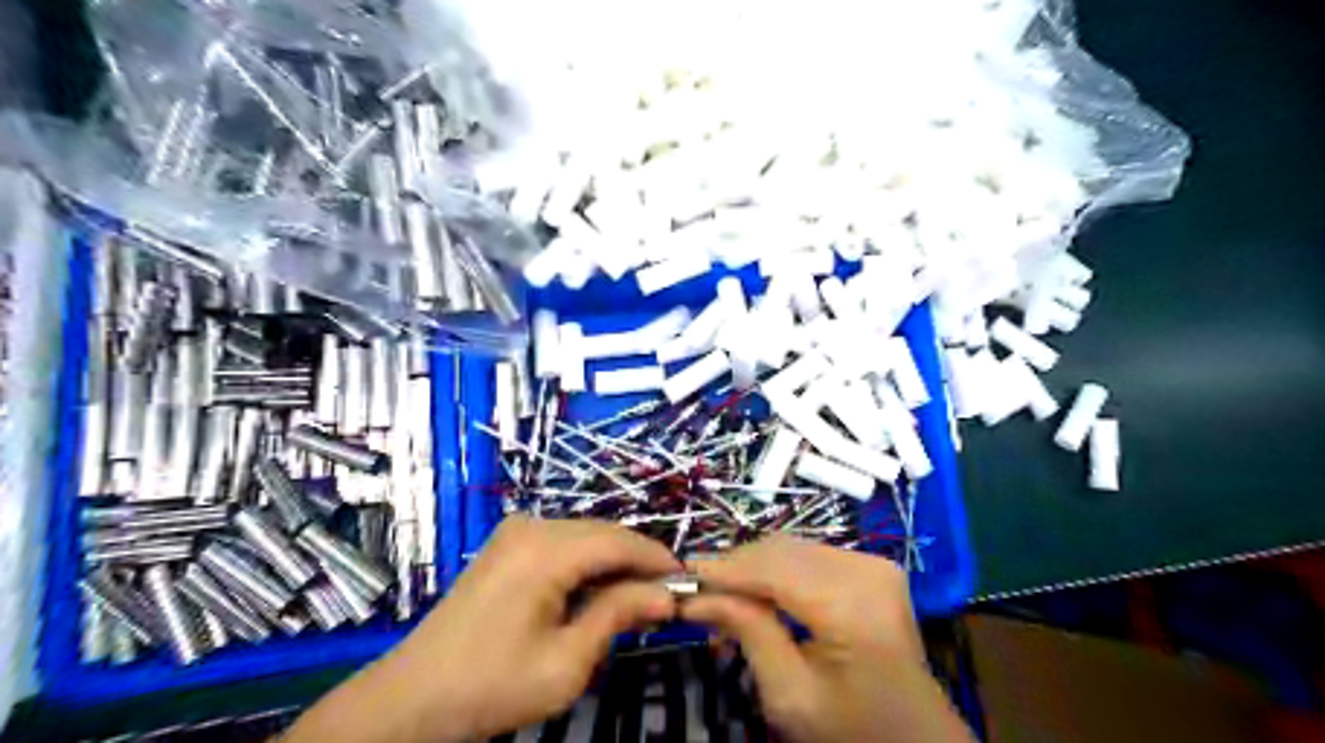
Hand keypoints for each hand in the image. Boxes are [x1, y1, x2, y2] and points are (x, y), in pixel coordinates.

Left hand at [288, 516, 681, 741]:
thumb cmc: (491, 686)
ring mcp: (516, 531)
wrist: (413, 698)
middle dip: (639, 562)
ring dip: (614, 563)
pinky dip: (589, 564)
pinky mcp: (508, 543)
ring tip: (638, 599)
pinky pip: (563, 543)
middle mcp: (532, 526)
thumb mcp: (566, 662)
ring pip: (586, 536)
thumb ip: (617, 616)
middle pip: (604, 534)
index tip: (688, 583)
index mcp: (545, 550)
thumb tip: (665, 595)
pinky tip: (598, 592)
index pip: (620, 541)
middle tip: (666, 597)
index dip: (658, 560)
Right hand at [682, 533, 968, 742]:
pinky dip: (777, 572)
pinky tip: (756, 595)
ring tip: (720, 596)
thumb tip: (698, 596)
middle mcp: (866, 567)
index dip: (722, 569)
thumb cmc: (853, 731)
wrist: (917, 742)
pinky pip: (809, 556)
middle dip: (734, 567)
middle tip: (695, 591)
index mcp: (853, 603)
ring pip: (791, 548)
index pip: (772, 567)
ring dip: (752, 568)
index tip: (679, 575)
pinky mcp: (872, 567)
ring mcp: (873, 563)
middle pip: (781, 550)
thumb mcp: (791, 695)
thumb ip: (748, 632)